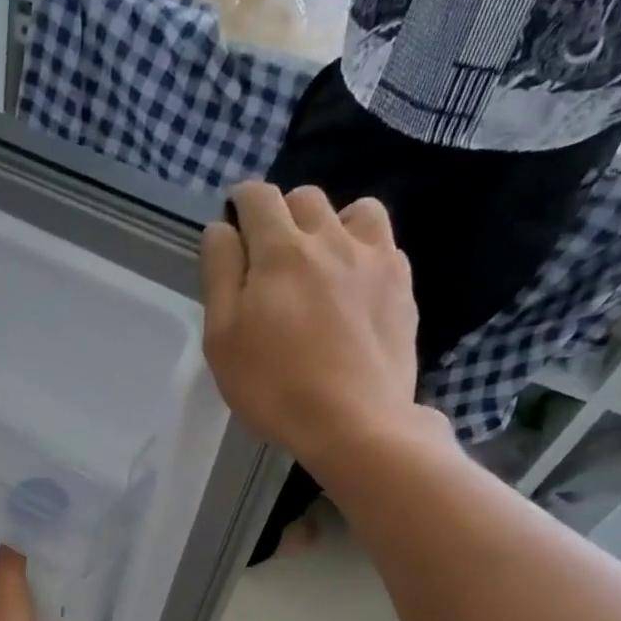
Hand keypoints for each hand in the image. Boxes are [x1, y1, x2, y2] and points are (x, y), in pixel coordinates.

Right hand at [201, 182, 432, 470]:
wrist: (354, 423)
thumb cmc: (274, 387)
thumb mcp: (222, 340)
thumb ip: (219, 276)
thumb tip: (220, 229)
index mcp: (279, 251)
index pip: (257, 197)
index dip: (240, 203)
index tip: (234, 227)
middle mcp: (330, 238)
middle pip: (304, 197)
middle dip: (281, 216)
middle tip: (269, 260)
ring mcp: (373, 258)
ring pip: (352, 209)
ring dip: (329, 225)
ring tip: (319, 265)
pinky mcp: (401, 284)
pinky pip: (382, 243)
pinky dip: (363, 250)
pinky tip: (353, 286)